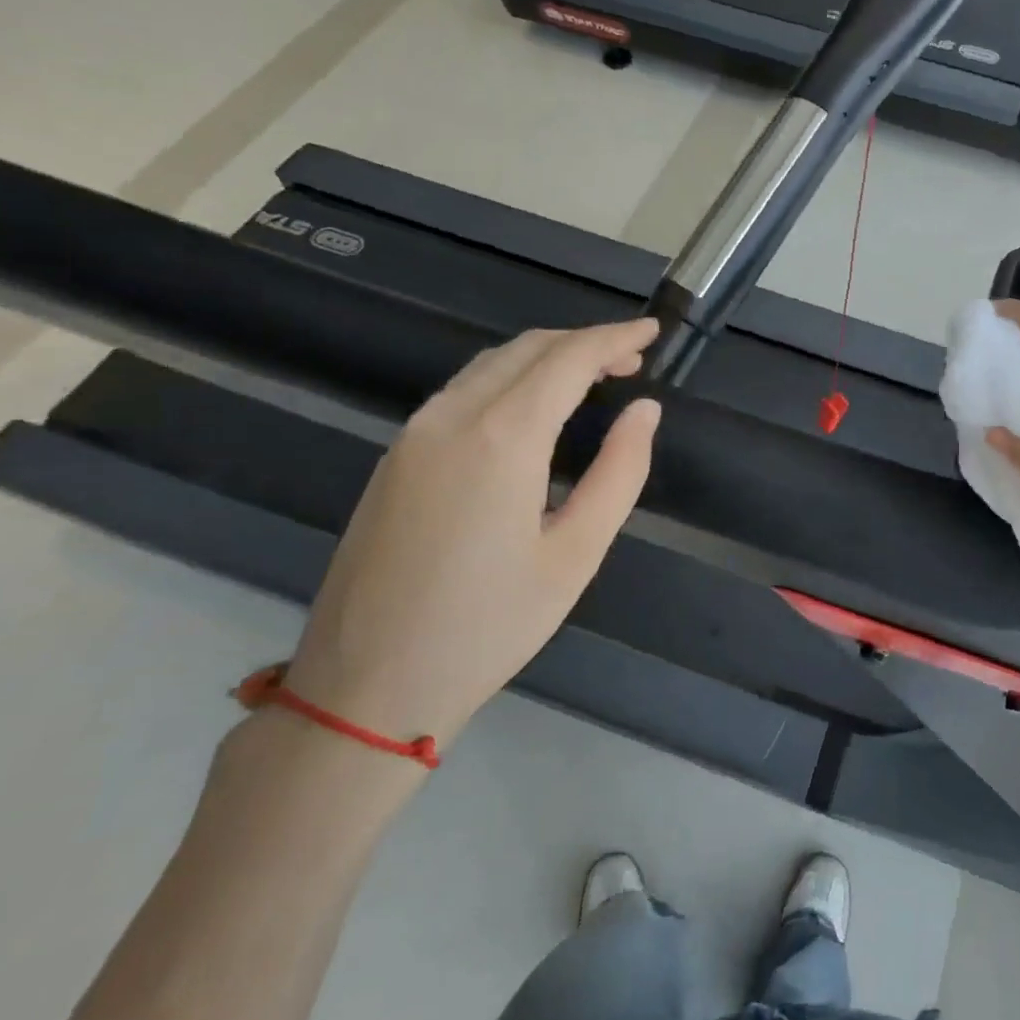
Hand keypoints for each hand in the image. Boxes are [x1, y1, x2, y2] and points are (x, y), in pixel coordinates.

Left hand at [282, 319, 662, 752]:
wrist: (367, 687)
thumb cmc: (490, 626)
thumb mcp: (576, 554)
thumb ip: (618, 472)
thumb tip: (644, 411)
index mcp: (502, 437)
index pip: (568, 359)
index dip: (614, 338)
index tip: (653, 332)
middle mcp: (451, 417)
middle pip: (527, 349)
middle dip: (584, 342)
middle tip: (631, 360)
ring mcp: (413, 434)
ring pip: (490, 365)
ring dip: (545, 357)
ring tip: (592, 379)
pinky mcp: (395, 457)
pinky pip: (462, 391)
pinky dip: (510, 379)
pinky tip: (533, 409)